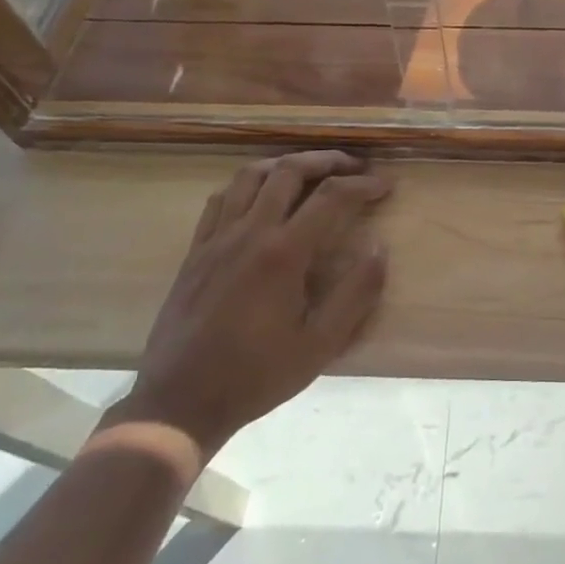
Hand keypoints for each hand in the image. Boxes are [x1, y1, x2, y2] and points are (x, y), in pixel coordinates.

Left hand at [115, 151, 392, 459]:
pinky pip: (221, 198)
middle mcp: (250, 232)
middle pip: (290, 170)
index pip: (331, 197)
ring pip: (251, 175)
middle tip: (354, 166)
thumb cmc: (255, 376)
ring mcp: (217, 238)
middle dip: (327, 160)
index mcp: (283, 253)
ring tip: (310, 169)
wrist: (178, 404)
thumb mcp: (319, 346)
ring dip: (286, 163)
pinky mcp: (196, 250)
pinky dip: (247, 183)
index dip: (363, 185)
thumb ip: (355, 294)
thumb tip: (380, 248)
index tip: (386, 185)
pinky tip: (260, 194)